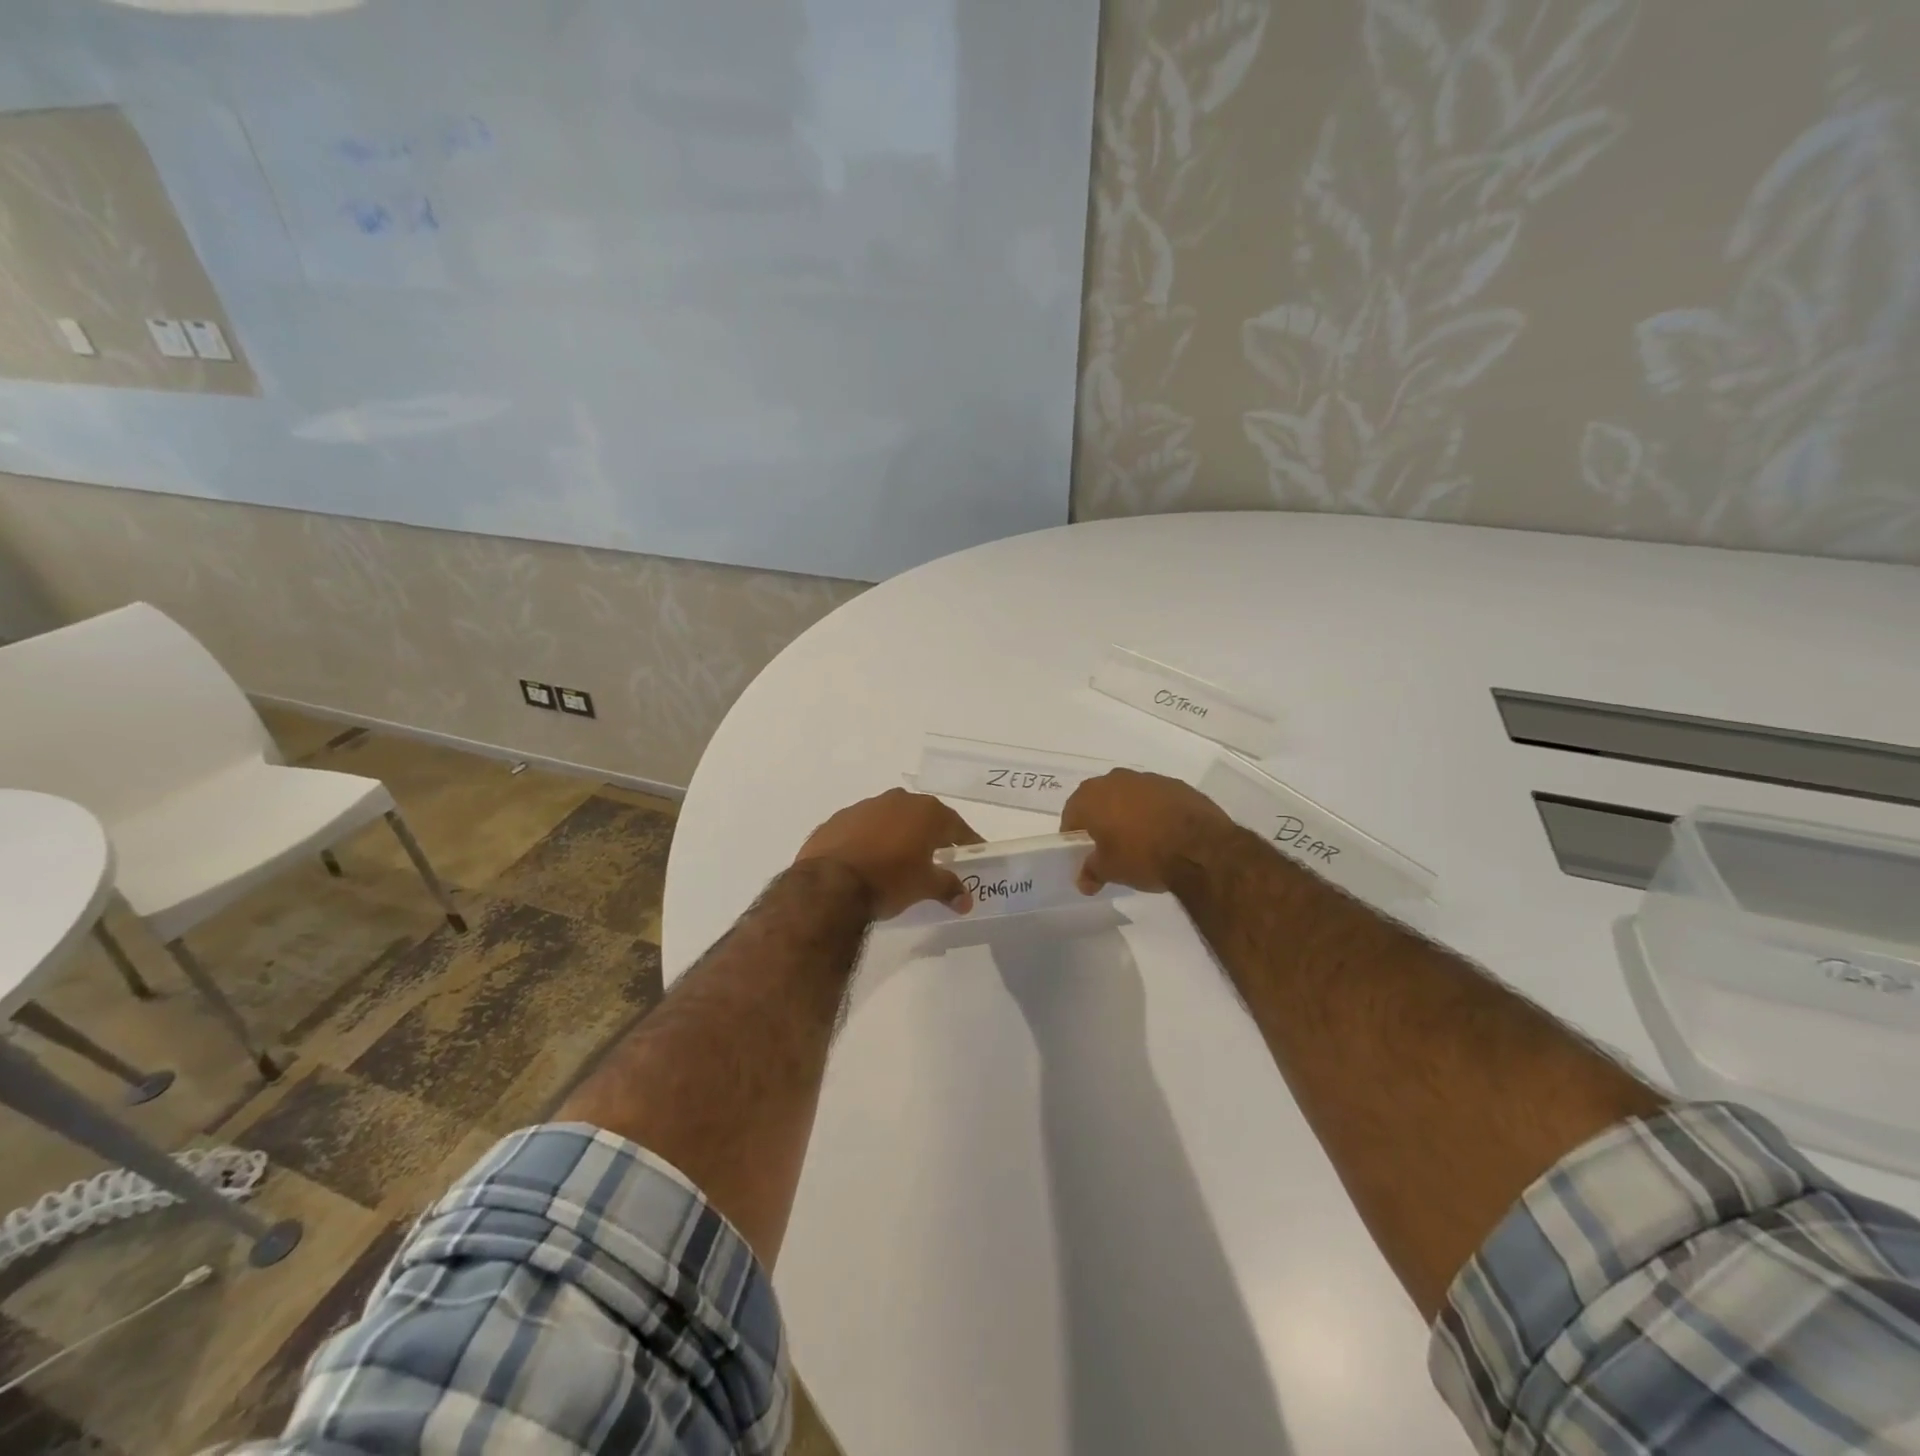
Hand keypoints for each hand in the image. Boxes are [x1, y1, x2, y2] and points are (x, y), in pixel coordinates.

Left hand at [795, 788, 983, 918]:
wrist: (829, 884)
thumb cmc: (889, 880)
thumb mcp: (924, 887)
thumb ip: (948, 888)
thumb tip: (966, 900)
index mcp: (925, 812)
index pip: (956, 825)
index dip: (967, 841)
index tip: (974, 852)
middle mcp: (897, 800)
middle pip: (923, 816)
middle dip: (932, 835)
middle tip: (938, 856)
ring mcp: (864, 806)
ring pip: (891, 818)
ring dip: (899, 834)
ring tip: (900, 859)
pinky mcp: (838, 819)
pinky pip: (863, 827)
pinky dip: (871, 839)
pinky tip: (868, 859)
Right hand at [1060, 769, 1235, 894]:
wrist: (1200, 848)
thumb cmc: (1143, 856)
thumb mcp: (1110, 871)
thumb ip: (1091, 872)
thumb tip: (1084, 882)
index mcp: (1092, 796)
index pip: (1071, 813)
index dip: (1074, 834)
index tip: (1083, 852)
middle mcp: (1116, 779)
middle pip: (1099, 799)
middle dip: (1101, 819)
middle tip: (1109, 845)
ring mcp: (1148, 779)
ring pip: (1128, 795)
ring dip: (1128, 812)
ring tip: (1139, 840)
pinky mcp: (1176, 784)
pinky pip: (1155, 798)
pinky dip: (1154, 811)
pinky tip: (1163, 833)